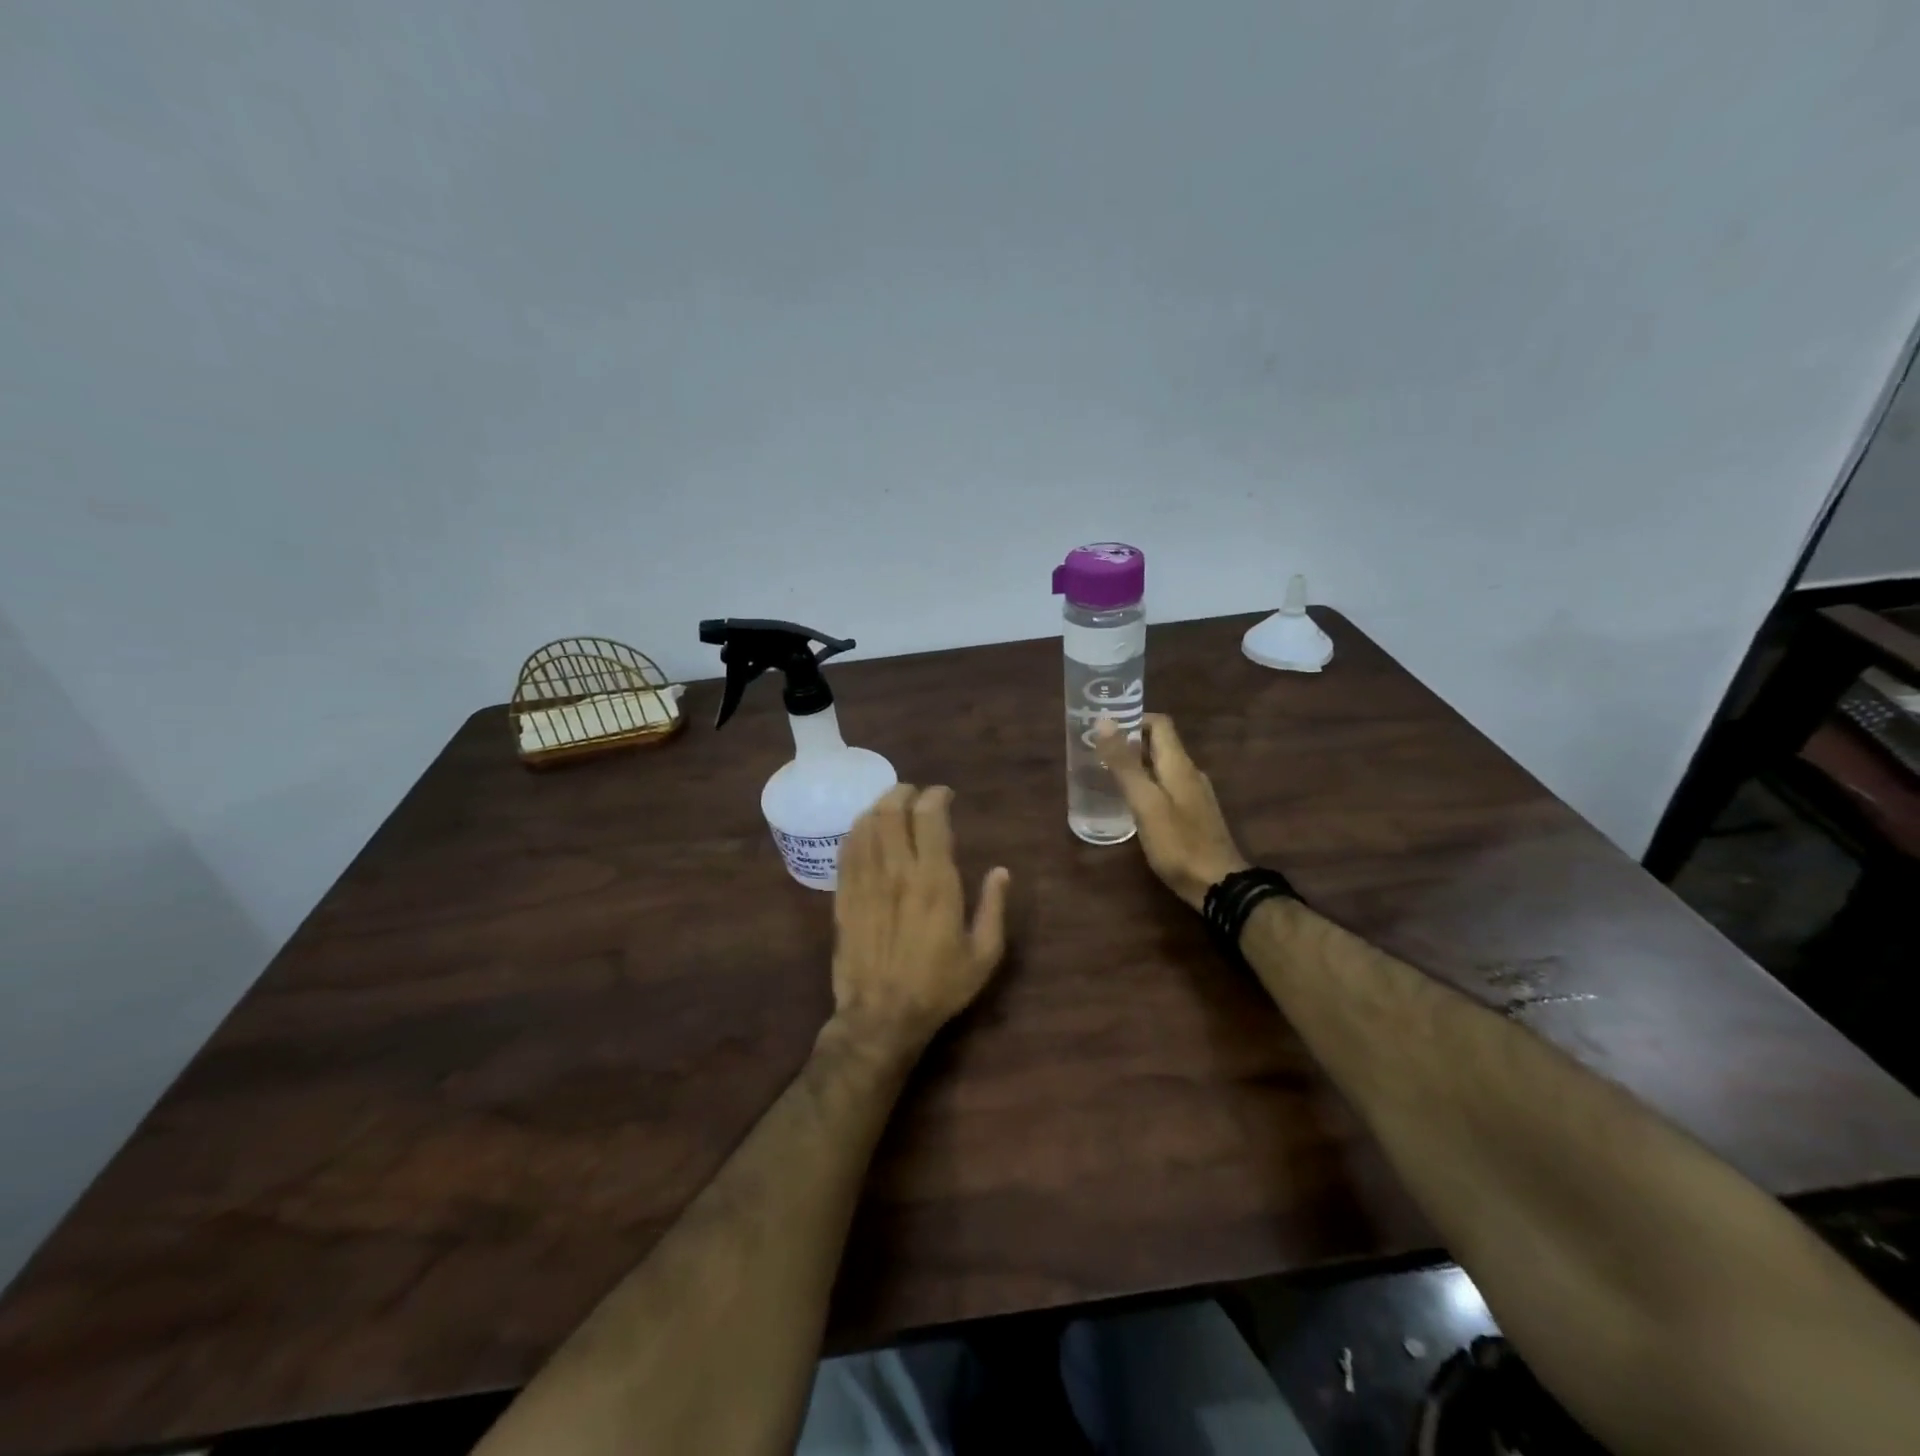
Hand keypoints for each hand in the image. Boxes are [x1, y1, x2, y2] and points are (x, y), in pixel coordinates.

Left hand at [830, 784, 1011, 1053]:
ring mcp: (865, 881)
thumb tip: (1001, 872)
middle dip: (905, 792)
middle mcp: (897, 871)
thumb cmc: (938, 986)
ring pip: (866, 823)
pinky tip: (867, 831)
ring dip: (881, 806)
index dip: (937, 796)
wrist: (881, 1016)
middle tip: (916, 795)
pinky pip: (847, 848)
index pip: (930, 816)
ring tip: (893, 808)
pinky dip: (858, 829)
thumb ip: (994, 908)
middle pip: (892, 809)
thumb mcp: (983, 955)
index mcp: (935, 881)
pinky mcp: (844, 894)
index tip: (946, 795)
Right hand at [1094, 714, 1249, 910]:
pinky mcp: (1194, 815)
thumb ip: (1125, 764)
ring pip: (1162, 767)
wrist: (1219, 885)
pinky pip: (1167, 788)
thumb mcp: (1145, 802)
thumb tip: (1105, 722)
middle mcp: (1190, 773)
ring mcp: (1194, 795)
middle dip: (1130, 743)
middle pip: (1160, 745)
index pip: (1160, 724)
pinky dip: (1147, 785)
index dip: (1133, 719)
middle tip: (1097, 752)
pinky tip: (1132, 804)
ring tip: (1107, 775)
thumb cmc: (1178, 842)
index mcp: (1179, 764)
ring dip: (1137, 765)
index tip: (1105, 728)